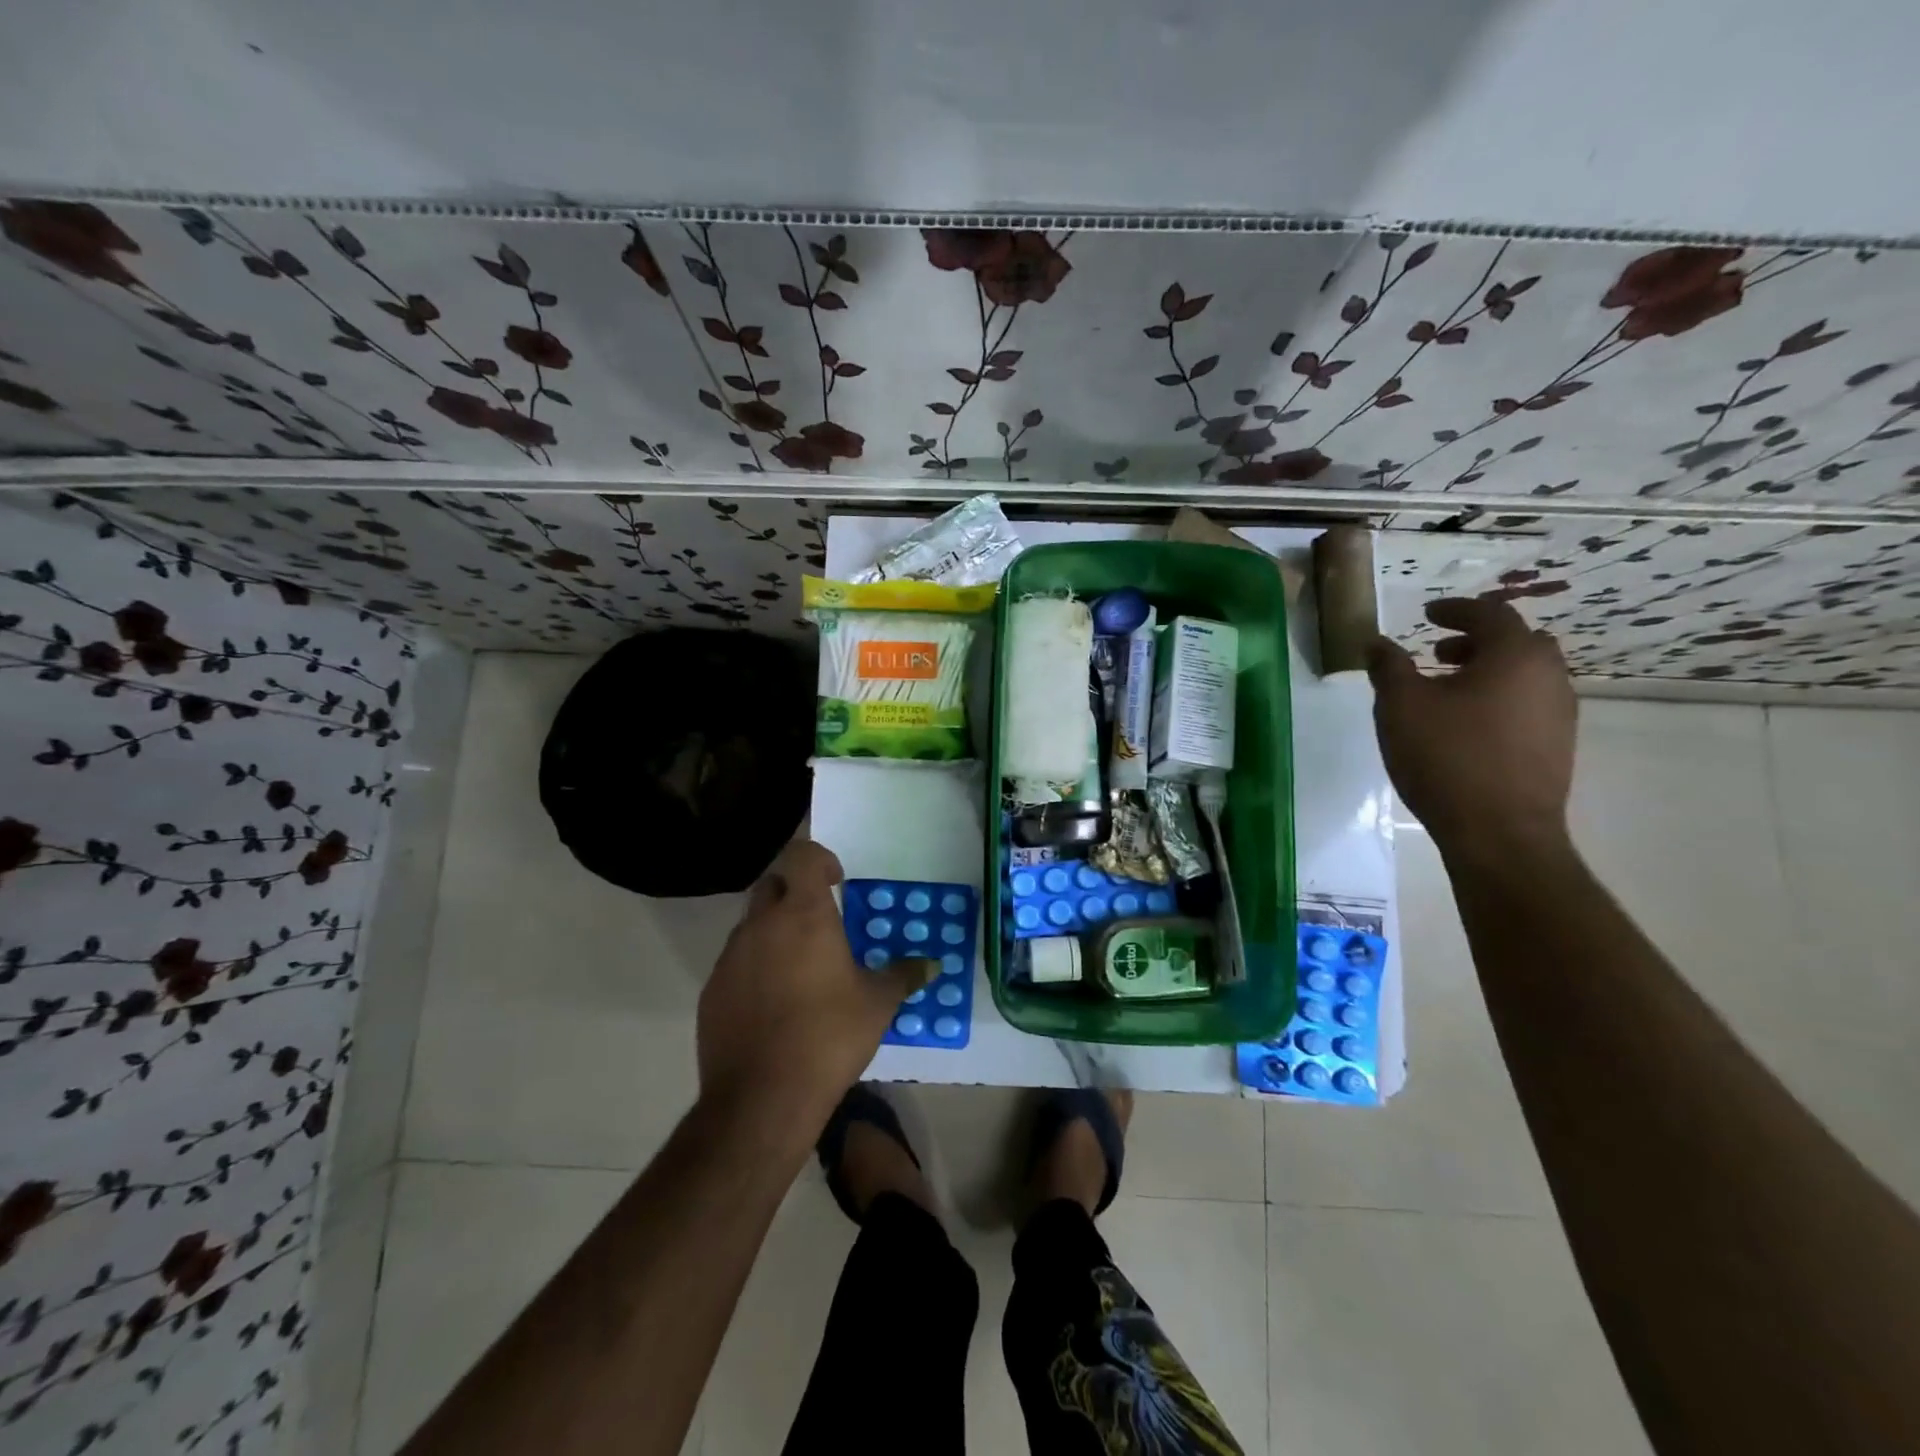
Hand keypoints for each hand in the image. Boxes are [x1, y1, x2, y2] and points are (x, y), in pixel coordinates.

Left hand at [697, 838, 932, 1130]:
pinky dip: (755, 968)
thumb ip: (903, 976)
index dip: (819, 860)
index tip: (837, 881)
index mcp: (804, 915)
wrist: (762, 1098)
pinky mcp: (712, 991)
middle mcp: (761, 925)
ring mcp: (731, 957)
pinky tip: (773, 1004)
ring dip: (773, 931)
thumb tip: (932, 964)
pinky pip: (735, 963)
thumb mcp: (877, 1005)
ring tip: (799, 967)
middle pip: (772, 884)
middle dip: (794, 891)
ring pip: (751, 925)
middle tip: (819, 920)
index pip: (801, 856)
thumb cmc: (829, 1037)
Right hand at [1367, 597, 1576, 862]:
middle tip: (1437, 652)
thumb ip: (1389, 667)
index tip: (1427, 614)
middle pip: (1516, 642)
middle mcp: (1549, 676)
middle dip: (1476, 640)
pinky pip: (1527, 704)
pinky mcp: (1557, 746)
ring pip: (1524, 675)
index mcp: (1515, 656)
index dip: (1456, 610)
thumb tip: (1377, 642)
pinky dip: (1498, 698)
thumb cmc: (1446, 757)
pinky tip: (1465, 725)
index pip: (1490, 614)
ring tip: (1446, 691)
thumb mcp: (1400, 706)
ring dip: (1487, 671)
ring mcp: (1559, 713)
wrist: (1499, 832)